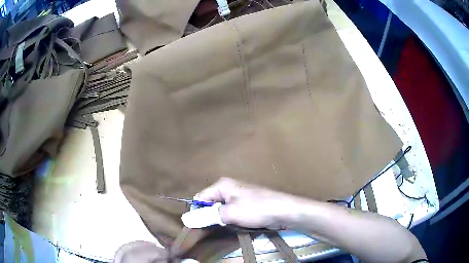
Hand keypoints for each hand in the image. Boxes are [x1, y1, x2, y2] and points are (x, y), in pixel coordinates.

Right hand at [197, 177, 298, 229]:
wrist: (283, 210)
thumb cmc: (255, 209)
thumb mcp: (229, 213)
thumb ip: (208, 216)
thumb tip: (186, 219)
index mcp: (222, 185)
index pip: (200, 197)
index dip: (197, 211)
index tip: (198, 225)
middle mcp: (229, 187)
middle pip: (210, 202)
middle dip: (210, 215)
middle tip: (212, 228)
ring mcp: (238, 195)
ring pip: (221, 208)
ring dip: (220, 219)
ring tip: (225, 226)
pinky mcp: (246, 204)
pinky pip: (231, 211)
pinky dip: (230, 219)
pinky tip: (234, 225)